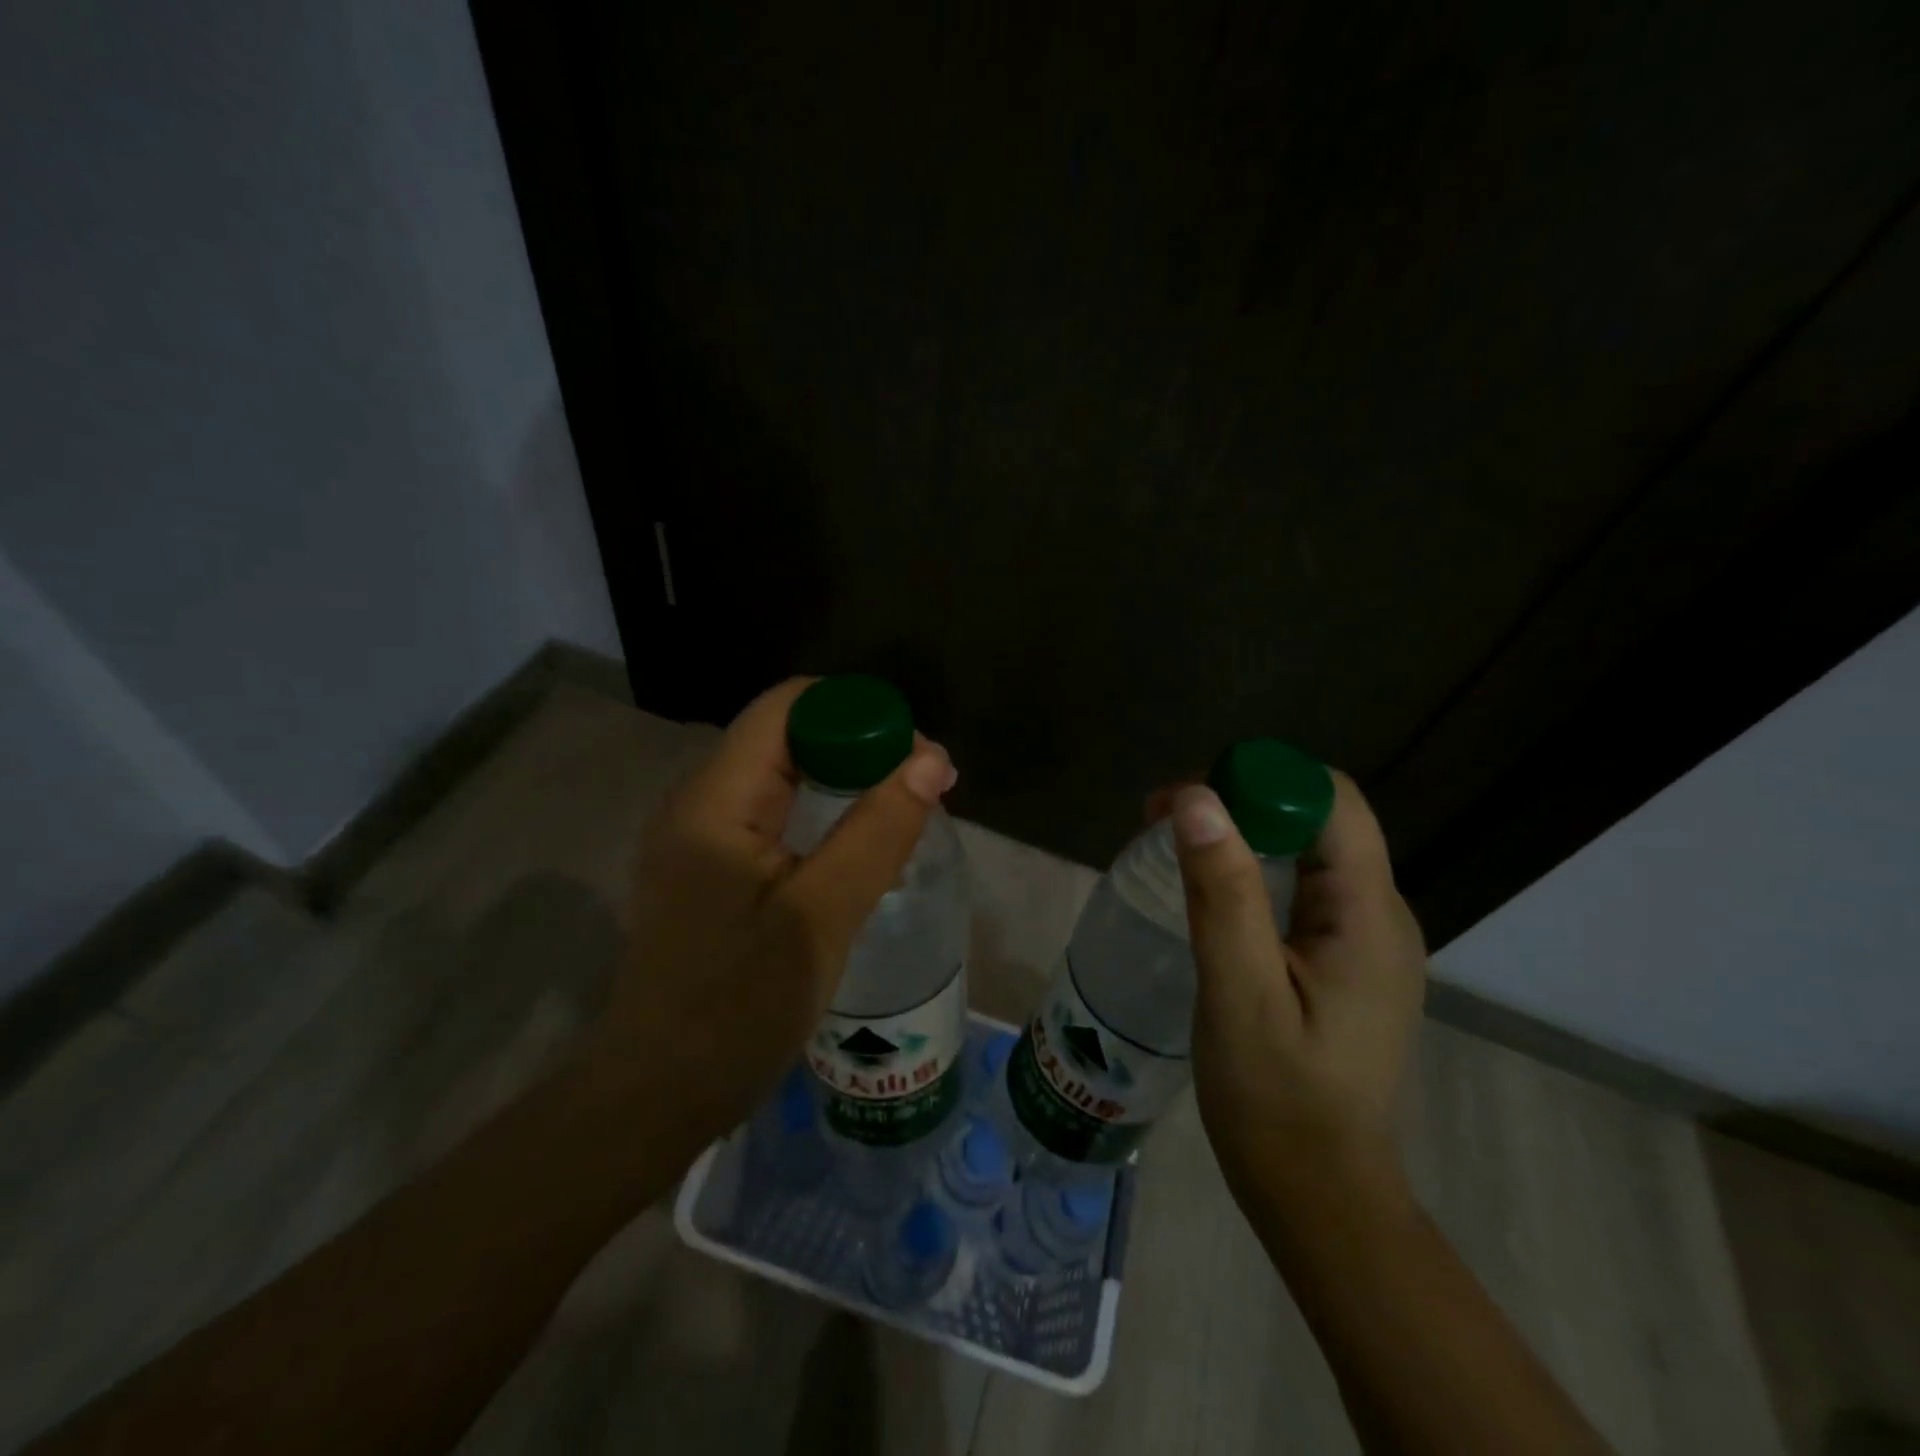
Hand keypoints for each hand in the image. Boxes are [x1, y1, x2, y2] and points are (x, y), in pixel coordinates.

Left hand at [591, 677, 956, 1148]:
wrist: (657, 1095)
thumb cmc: (737, 1008)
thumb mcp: (822, 917)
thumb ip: (877, 831)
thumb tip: (931, 759)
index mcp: (714, 800)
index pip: (786, 707)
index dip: (855, 711)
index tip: (914, 753)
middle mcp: (698, 801)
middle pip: (784, 736)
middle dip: (857, 746)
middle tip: (921, 787)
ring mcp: (697, 836)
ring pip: (780, 775)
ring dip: (842, 780)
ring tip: (901, 810)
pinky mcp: (706, 869)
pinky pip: (770, 814)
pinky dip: (820, 813)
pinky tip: (855, 845)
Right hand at [1162, 773, 1426, 1214]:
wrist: (1318, 1193)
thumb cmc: (1276, 1100)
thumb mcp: (1240, 993)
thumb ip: (1224, 893)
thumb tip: (1197, 797)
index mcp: (1369, 916)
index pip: (1331, 801)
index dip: (1260, 780)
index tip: (1185, 799)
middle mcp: (1380, 914)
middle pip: (1317, 819)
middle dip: (1240, 802)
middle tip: (1159, 822)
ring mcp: (1365, 939)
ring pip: (1306, 851)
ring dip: (1240, 836)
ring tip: (1171, 852)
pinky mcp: (1342, 960)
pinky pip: (1300, 887)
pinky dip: (1251, 871)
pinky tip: (1206, 895)